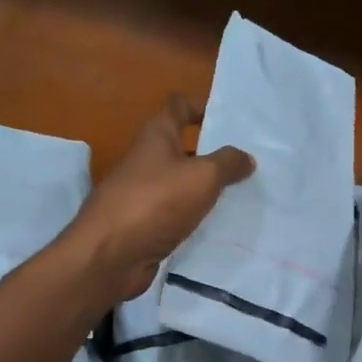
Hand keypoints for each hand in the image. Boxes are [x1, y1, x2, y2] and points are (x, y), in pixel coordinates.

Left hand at [63, 95, 255, 302]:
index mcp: (155, 137)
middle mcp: (147, 161)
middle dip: (213, 153)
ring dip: (208, 189)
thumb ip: (228, 163)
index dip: (201, 105)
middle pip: (183, 148)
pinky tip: (223, 226)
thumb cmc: (156, 202)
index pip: (178, 107)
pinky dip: (198, 217)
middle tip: (250, 160)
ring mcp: (143, 195)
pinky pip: (178, 215)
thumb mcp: (202, 176)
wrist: (111, 256)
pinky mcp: (145, 226)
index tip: (230, 117)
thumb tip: (246, 157)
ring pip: (183, 185)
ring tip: (246, 194)